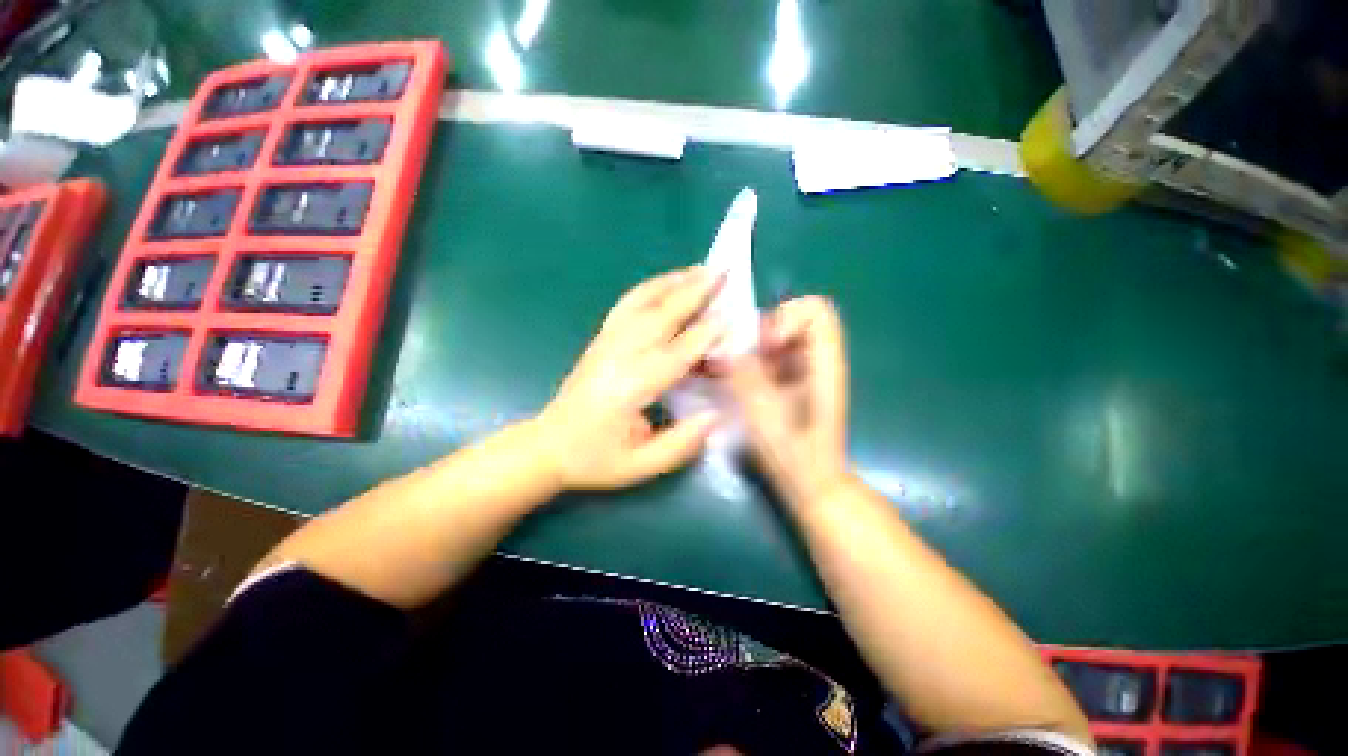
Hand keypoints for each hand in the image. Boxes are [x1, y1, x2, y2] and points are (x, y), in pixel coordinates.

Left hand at [535, 267, 724, 490]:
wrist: (548, 446)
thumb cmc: (595, 459)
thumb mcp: (639, 466)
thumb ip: (679, 444)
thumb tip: (716, 416)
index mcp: (629, 390)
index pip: (673, 355)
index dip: (703, 335)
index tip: (730, 316)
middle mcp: (617, 358)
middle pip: (659, 318)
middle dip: (692, 293)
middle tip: (721, 271)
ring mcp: (606, 344)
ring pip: (640, 303)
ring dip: (671, 283)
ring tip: (698, 269)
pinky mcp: (600, 339)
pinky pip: (626, 305)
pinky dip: (649, 288)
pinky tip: (665, 282)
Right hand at [728, 296, 852, 507]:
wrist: (810, 482)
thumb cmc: (793, 452)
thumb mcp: (763, 412)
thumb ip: (745, 374)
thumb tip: (728, 348)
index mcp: (823, 363)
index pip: (816, 310)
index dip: (787, 316)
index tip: (766, 345)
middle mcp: (817, 359)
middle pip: (793, 317)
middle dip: (762, 329)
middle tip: (744, 354)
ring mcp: (804, 370)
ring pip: (778, 336)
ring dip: (752, 345)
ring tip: (734, 366)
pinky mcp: (791, 381)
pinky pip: (770, 355)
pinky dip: (751, 359)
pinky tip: (736, 379)